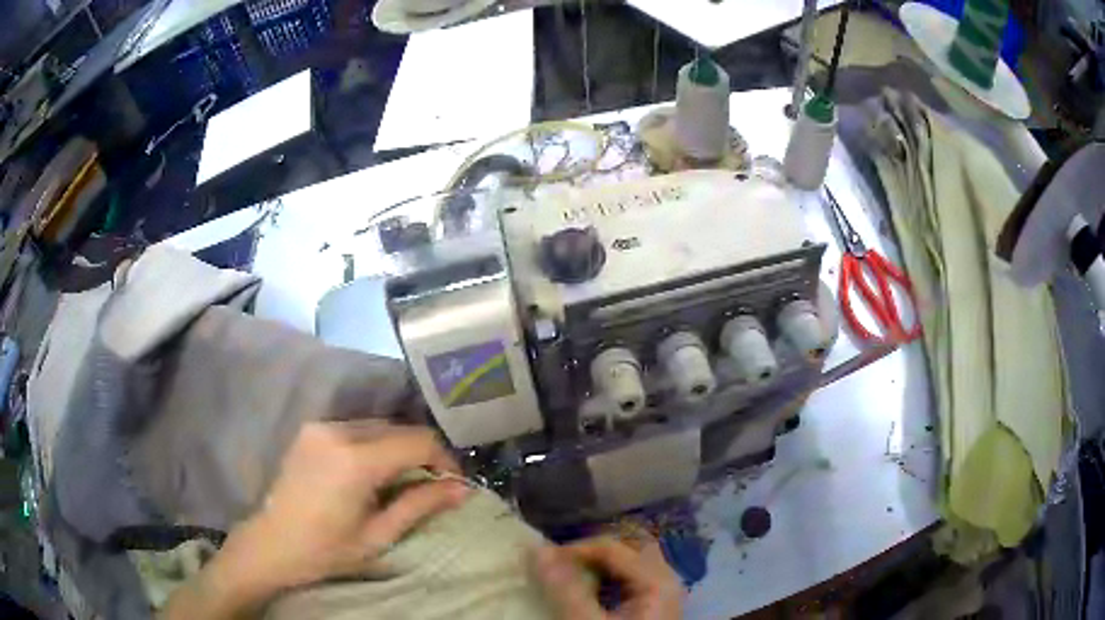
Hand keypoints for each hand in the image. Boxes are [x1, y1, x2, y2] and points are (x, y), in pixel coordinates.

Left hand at [167, 421, 468, 617]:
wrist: (271, 544)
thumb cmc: (326, 549)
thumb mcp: (378, 534)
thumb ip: (420, 505)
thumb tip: (463, 489)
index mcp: (355, 460)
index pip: (417, 441)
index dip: (443, 459)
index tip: (453, 483)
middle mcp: (337, 431)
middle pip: (398, 429)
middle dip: (421, 454)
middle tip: (430, 485)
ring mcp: (320, 427)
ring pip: (377, 426)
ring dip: (397, 448)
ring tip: (401, 481)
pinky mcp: (310, 429)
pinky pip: (355, 429)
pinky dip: (374, 445)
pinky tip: (371, 472)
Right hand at [533, 536, 682, 619]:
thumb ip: (565, 589)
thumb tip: (537, 550)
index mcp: (657, 581)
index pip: (611, 547)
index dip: (573, 551)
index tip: (540, 564)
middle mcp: (667, 580)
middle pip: (628, 548)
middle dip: (591, 553)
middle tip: (559, 568)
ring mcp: (663, 594)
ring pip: (631, 563)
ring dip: (599, 566)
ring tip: (569, 579)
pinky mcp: (655, 607)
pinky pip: (632, 580)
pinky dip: (608, 580)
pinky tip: (589, 594)